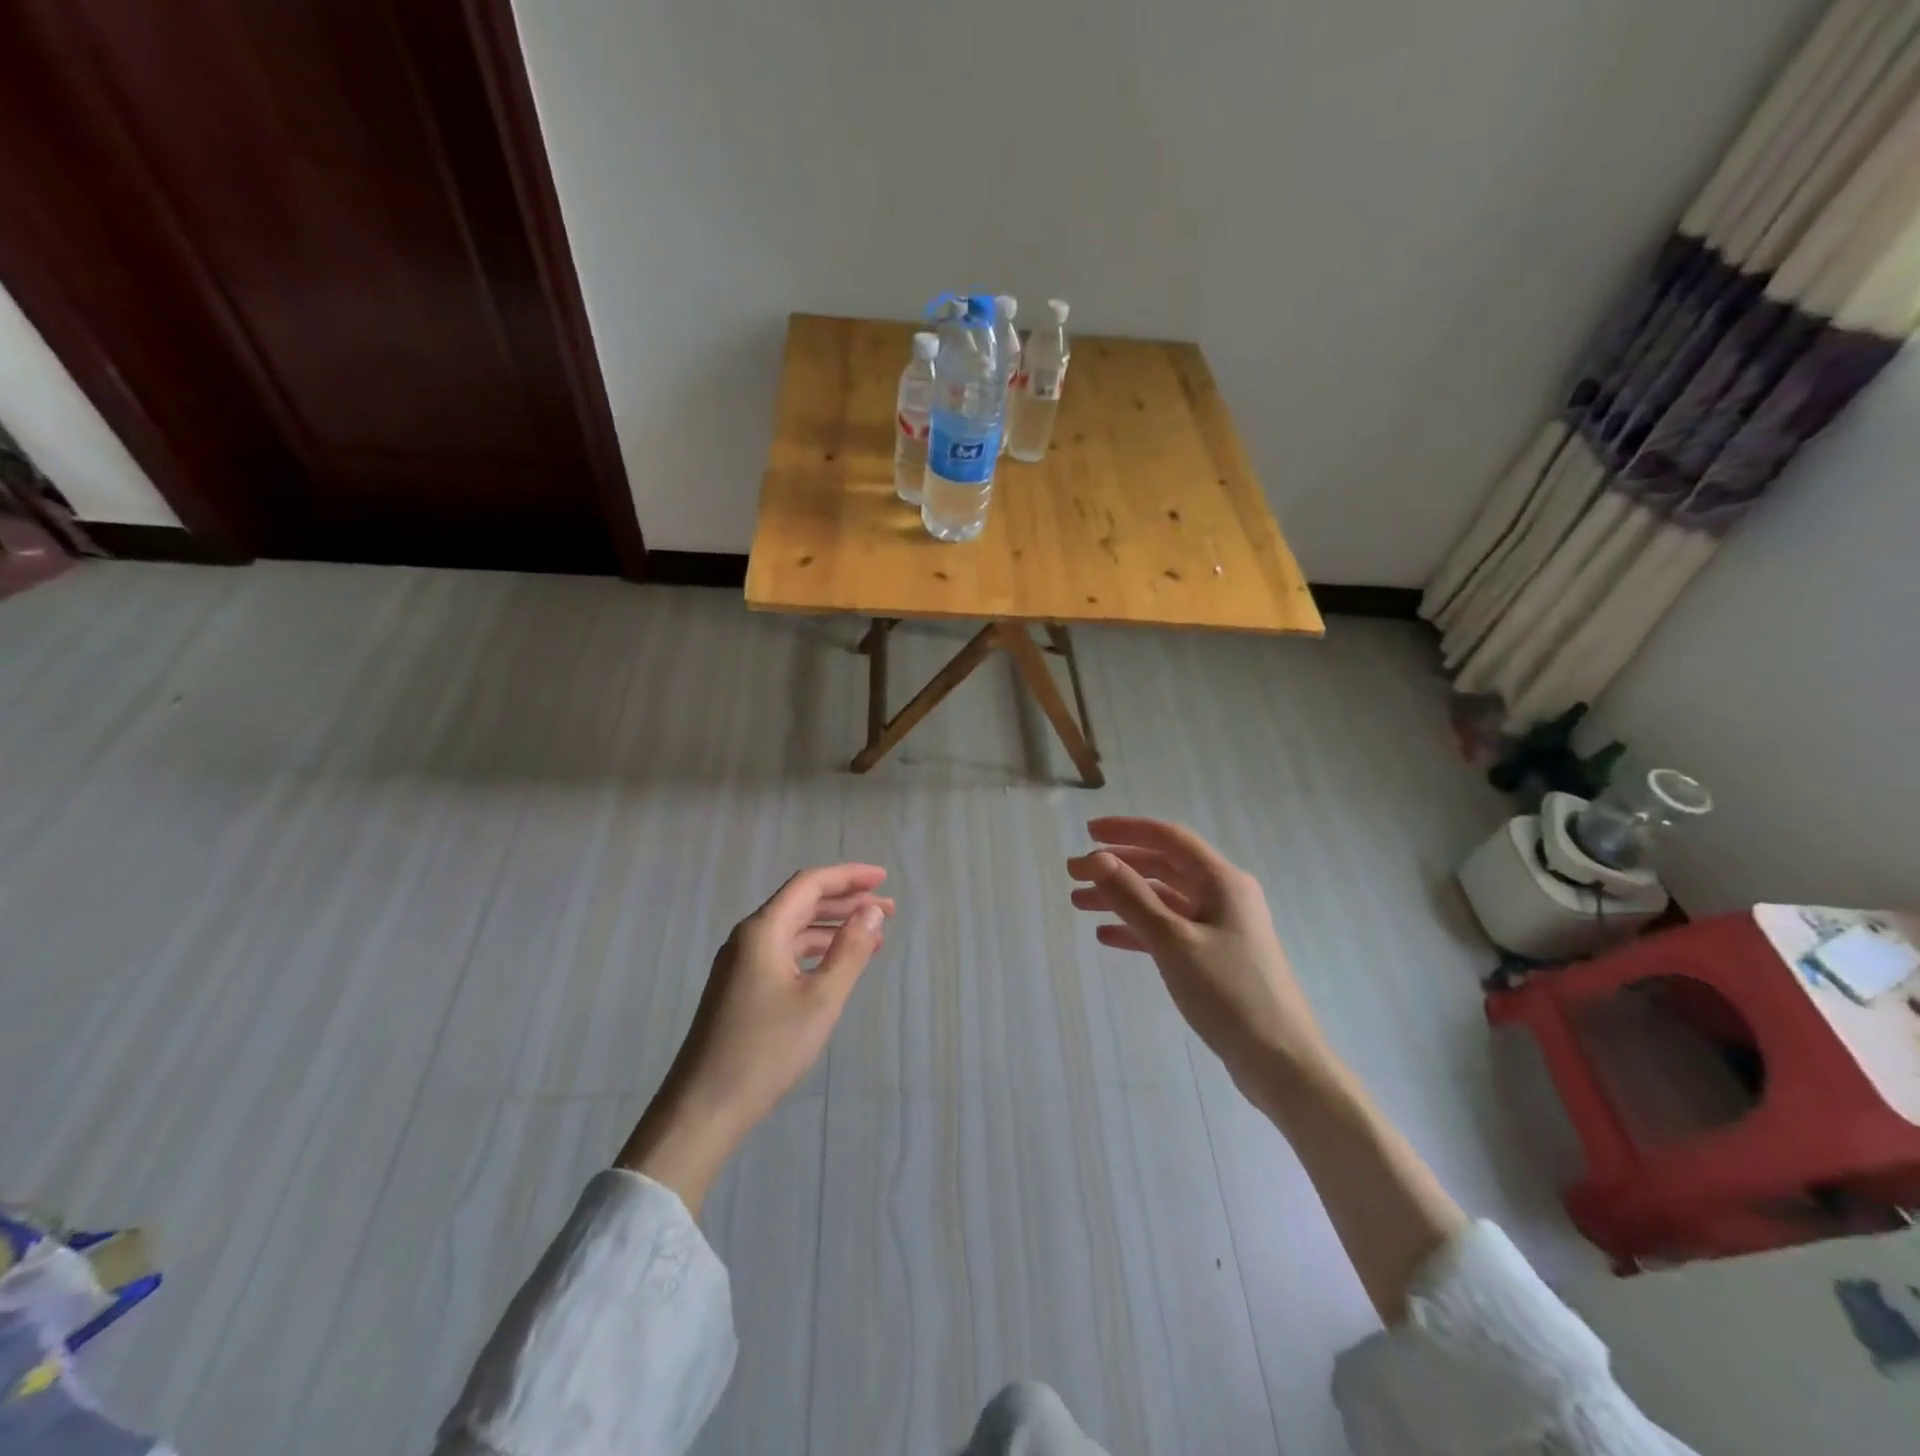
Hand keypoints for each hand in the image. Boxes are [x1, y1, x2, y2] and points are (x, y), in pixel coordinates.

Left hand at [617, 864, 893, 1211]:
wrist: (704, 1108)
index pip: (810, 884)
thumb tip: (872, 912)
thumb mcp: (820, 1000)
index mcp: (763, 930)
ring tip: (872, 938)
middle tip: (887, 910)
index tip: (883, 879)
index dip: (849, 877)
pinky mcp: (739, 987)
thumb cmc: (766, 1050)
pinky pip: (783, 952)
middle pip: (801, 902)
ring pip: (793, 929)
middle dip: (845, 901)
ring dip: (832, 927)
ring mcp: (740, 963)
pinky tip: (835, 965)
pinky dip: (814, 950)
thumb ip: (849, 951)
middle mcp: (748, 937)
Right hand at [1067, 817, 1329, 1089]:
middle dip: (1116, 867)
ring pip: (1162, 900)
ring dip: (1122, 898)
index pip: (1169, 838)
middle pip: (1162, 867)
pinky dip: (1137, 929)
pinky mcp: (1215, 957)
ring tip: (1079, 903)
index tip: (1087, 831)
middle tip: (1073, 873)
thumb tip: (1097, 857)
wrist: (1280, 1061)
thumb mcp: (1173, 941)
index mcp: (1221, 881)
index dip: (1127, 830)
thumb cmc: (1229, 992)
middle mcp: (1223, 895)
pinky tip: (1106, 936)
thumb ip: (1132, 897)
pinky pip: (1169, 930)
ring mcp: (1220, 927)